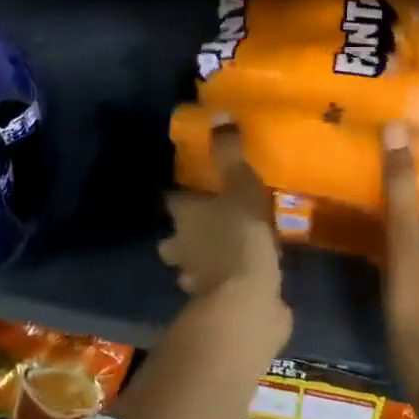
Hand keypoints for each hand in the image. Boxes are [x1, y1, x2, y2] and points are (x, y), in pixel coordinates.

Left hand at [160, 124, 282, 299]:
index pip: (172, 199)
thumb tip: (219, 115)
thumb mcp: (240, 185)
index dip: (179, 194)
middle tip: (204, 221)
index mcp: (184, 217)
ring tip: (222, 248)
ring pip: (190, 264)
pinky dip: (224, 280)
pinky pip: (216, 286)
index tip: (190, 186)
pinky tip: (241, 274)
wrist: (246, 302)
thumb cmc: (240, 236)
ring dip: (200, 258)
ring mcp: (196, 279)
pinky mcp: (215, 303)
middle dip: (182, 232)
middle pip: (174, 237)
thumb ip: (229, 153)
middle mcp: (182, 247)